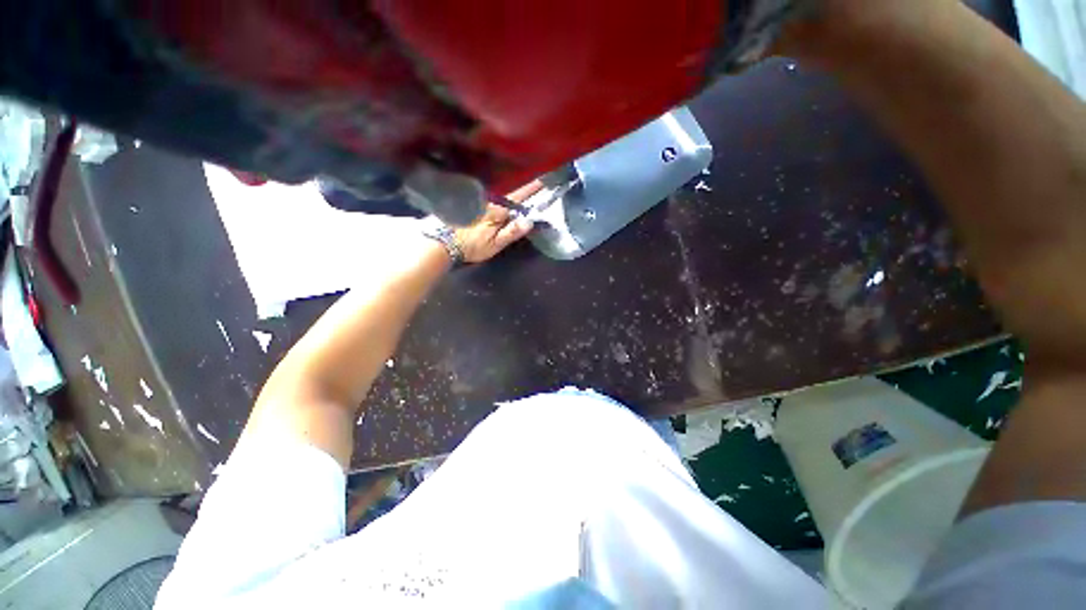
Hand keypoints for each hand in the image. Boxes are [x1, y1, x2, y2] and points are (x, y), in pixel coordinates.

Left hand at [453, 181, 541, 262]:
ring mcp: (481, 204)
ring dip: (514, 195)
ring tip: (527, 194)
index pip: (519, 197)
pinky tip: (507, 204)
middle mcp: (490, 203)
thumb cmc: (472, 246)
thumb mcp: (495, 243)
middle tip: (540, 186)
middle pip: (511, 196)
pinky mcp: (474, 208)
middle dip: (525, 191)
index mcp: (498, 211)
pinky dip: (503, 201)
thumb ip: (512, 232)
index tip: (543, 179)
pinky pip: (493, 201)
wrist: (445, 245)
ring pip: (502, 198)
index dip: (531, 188)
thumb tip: (530, 221)